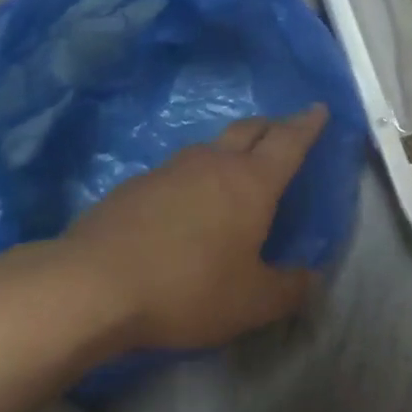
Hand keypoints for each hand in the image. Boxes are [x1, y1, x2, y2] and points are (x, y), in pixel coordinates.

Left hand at [61, 106, 329, 351]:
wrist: (93, 285)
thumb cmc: (188, 289)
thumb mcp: (252, 302)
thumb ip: (289, 288)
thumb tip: (311, 278)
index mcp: (251, 182)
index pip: (289, 142)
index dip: (308, 125)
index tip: (318, 108)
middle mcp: (213, 163)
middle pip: (250, 129)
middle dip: (273, 126)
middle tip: (284, 129)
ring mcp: (170, 170)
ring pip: (211, 146)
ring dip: (231, 148)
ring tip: (236, 167)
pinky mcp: (135, 185)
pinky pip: (178, 170)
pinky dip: (195, 176)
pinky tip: (186, 202)